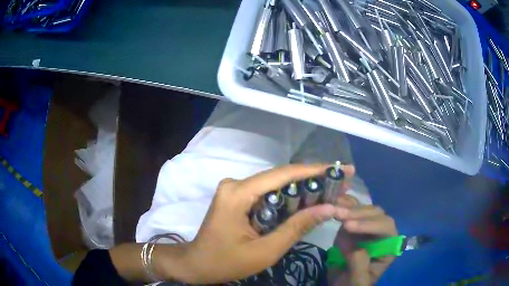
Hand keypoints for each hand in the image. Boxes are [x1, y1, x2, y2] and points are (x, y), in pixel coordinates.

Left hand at [164, 164, 354, 283]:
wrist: (197, 264)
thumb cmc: (226, 262)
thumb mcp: (265, 251)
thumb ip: (297, 227)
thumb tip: (329, 208)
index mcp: (238, 193)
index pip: (283, 175)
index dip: (315, 170)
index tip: (340, 168)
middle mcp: (236, 184)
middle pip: (281, 177)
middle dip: (313, 179)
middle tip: (342, 181)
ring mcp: (235, 189)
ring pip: (276, 185)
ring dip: (303, 188)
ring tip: (332, 190)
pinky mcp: (237, 197)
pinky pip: (268, 193)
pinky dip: (289, 197)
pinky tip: (308, 200)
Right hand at [328, 198, 397, 285]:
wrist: (342, 284)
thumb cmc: (353, 284)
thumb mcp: (357, 281)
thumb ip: (359, 265)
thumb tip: (354, 246)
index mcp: (388, 247)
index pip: (386, 228)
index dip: (370, 225)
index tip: (348, 227)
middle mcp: (381, 234)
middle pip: (377, 215)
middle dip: (359, 214)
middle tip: (339, 216)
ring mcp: (368, 227)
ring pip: (365, 209)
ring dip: (351, 208)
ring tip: (334, 210)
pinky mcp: (355, 225)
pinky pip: (354, 210)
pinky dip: (345, 203)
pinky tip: (337, 201)